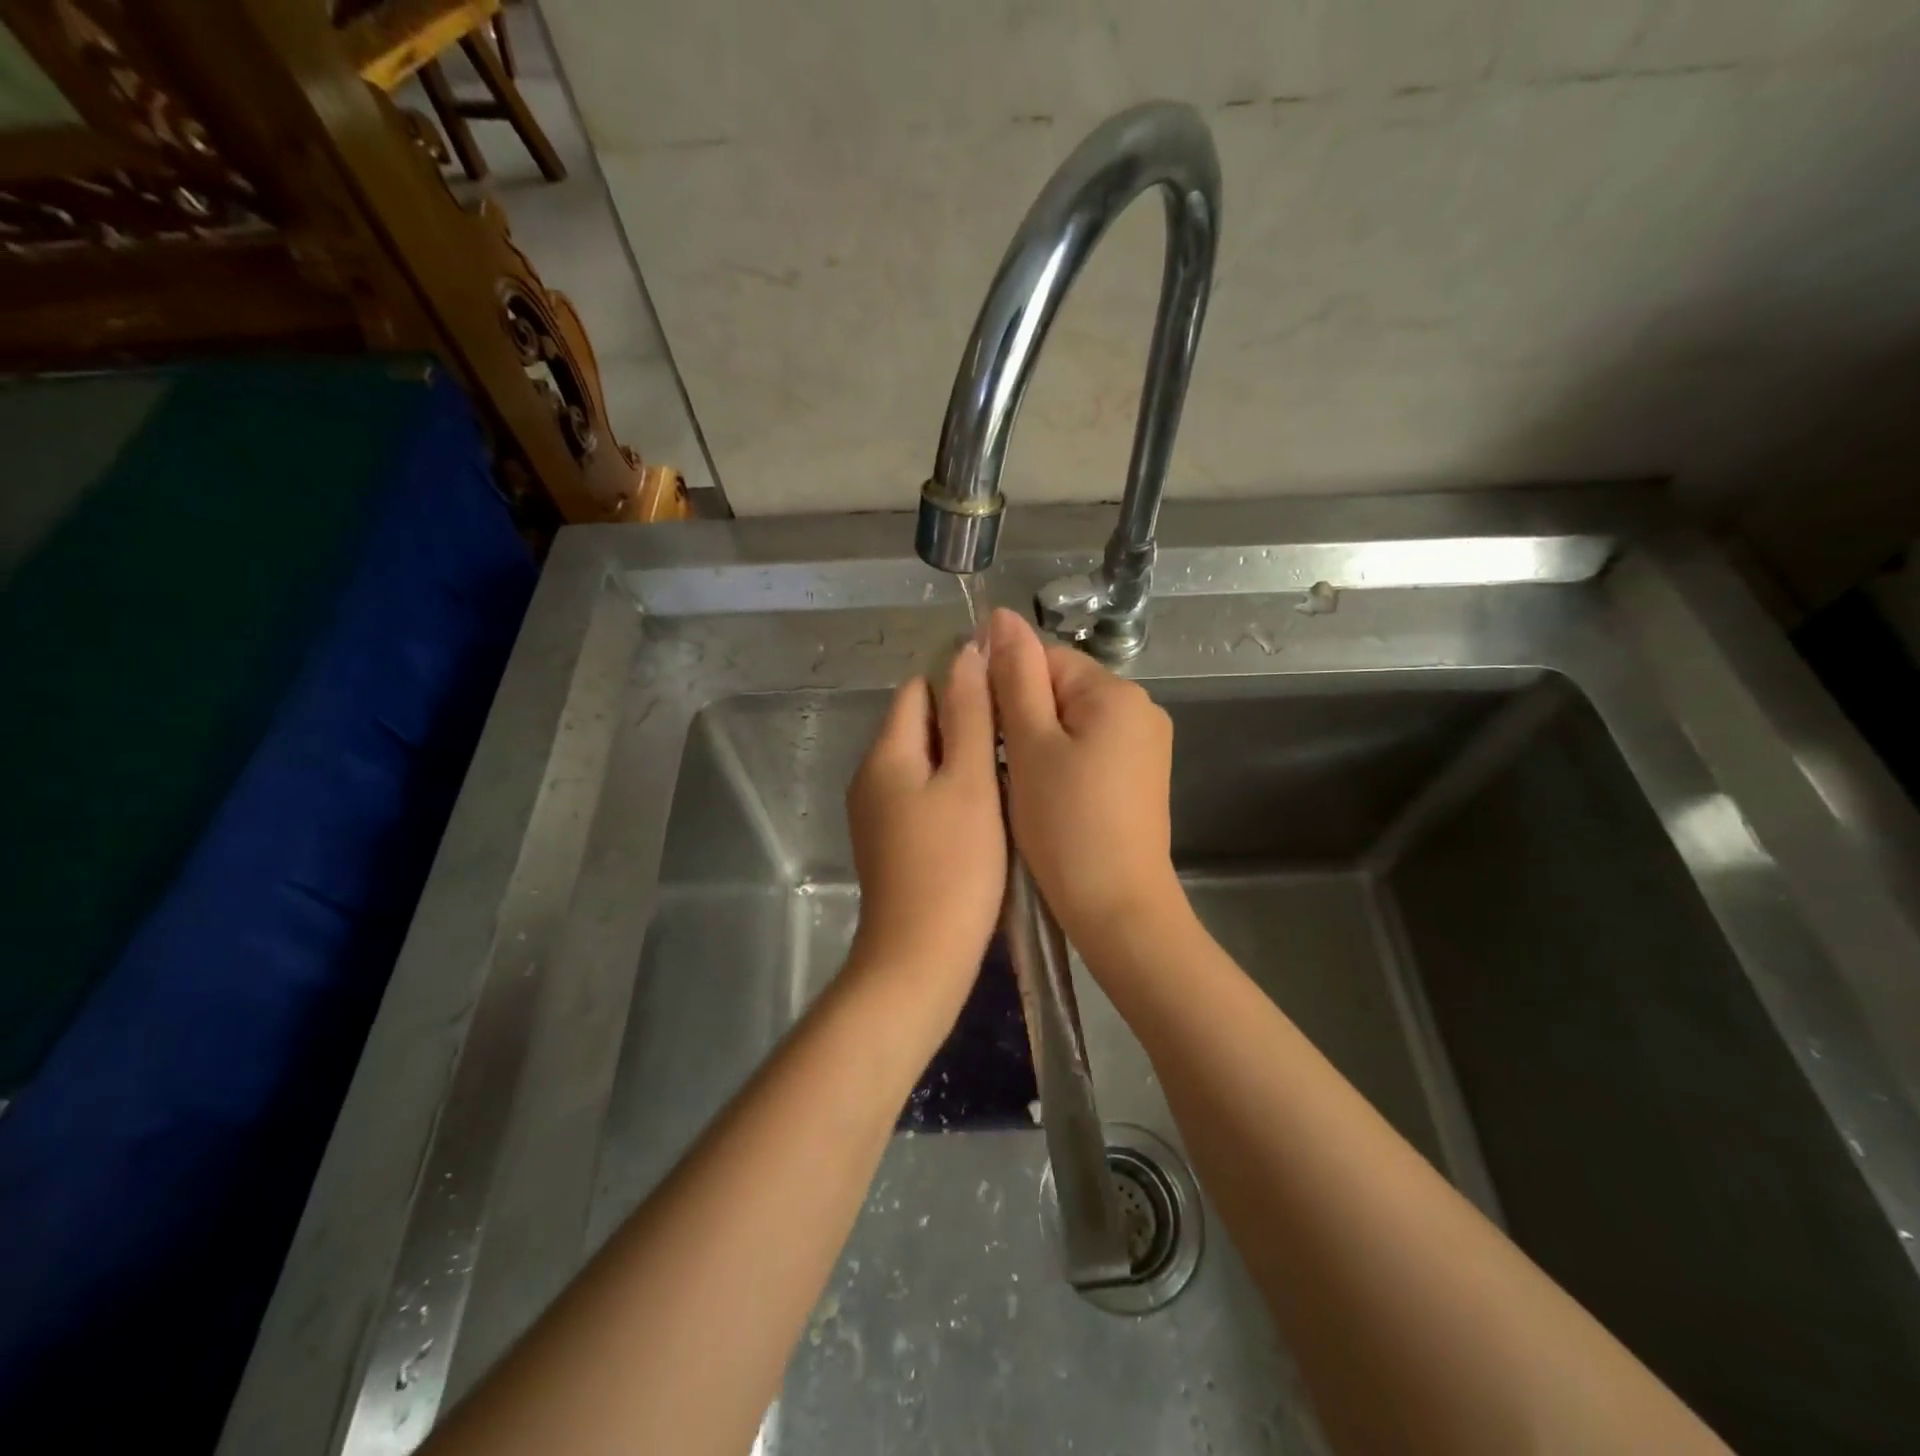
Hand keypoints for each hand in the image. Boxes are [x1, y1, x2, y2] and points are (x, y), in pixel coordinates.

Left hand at [845, 641, 1005, 995]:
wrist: (920, 958)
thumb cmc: (954, 865)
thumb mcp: (970, 781)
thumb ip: (969, 714)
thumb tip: (965, 651)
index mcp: (886, 753)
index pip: (919, 689)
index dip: (962, 684)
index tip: (1007, 702)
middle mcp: (870, 776)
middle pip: (918, 725)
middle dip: (964, 723)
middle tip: (1017, 740)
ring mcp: (876, 813)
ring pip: (922, 763)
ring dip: (960, 759)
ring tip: (1009, 773)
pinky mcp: (888, 843)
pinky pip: (919, 796)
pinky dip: (949, 792)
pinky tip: (985, 812)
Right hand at [987, 609, 1181, 952]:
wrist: (1117, 908)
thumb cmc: (1066, 825)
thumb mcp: (1030, 745)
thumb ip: (1015, 677)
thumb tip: (1001, 617)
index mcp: (1116, 692)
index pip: (1045, 659)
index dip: (1005, 688)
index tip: (983, 729)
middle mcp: (1141, 709)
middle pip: (1061, 690)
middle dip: (1024, 719)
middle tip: (999, 766)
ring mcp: (1146, 746)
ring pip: (1072, 724)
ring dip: (1039, 744)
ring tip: (1021, 786)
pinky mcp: (1142, 778)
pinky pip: (1091, 751)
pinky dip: (1063, 765)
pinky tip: (1048, 798)